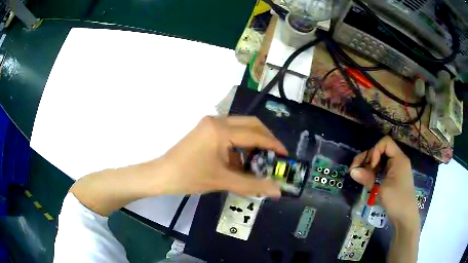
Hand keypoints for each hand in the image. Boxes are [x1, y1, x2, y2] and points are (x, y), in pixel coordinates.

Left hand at [149, 116, 286, 196]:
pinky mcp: (206, 129)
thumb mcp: (223, 181)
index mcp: (221, 130)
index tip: (285, 155)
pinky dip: (239, 145)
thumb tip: (277, 191)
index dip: (273, 144)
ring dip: (252, 141)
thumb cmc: (190, 177)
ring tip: (259, 160)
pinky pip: (230, 132)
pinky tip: (240, 161)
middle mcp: (217, 120)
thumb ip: (252, 185)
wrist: (162, 175)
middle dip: (266, 138)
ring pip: (240, 127)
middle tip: (275, 155)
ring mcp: (210, 123)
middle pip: (250, 124)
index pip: (255, 134)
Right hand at [349, 136, 419, 229]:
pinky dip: (373, 173)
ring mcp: (396, 170)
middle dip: (367, 158)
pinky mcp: (393, 178)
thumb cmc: (396, 201)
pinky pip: (382, 170)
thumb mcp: (381, 190)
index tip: (371, 166)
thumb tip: (352, 171)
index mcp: (398, 159)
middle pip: (381, 151)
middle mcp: (397, 161)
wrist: (405, 218)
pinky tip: (367, 180)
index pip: (385, 142)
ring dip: (369, 167)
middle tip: (355, 169)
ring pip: (380, 161)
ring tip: (360, 176)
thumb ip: (367, 178)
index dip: (375, 151)